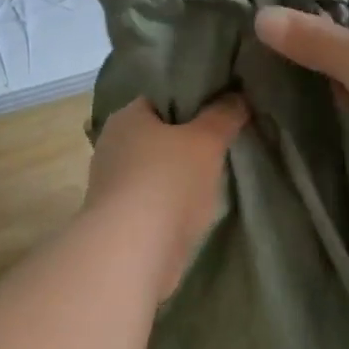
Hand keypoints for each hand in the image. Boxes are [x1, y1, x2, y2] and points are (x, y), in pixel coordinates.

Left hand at [85, 95, 248, 300]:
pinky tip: (195, 208)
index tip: (223, 110)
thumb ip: (224, 115)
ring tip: (216, 177)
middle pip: (158, 134)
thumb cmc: (169, 183)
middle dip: (188, 140)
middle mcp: (112, 144)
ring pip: (155, 168)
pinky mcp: (118, 217)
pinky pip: (152, 198)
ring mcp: (111, 183)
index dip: (193, 100)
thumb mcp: (207, 141)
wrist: (134, 252)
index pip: (162, 96)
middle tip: (225, 143)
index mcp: (126, 116)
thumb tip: (237, 96)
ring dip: (180, 173)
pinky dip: (171, 201)